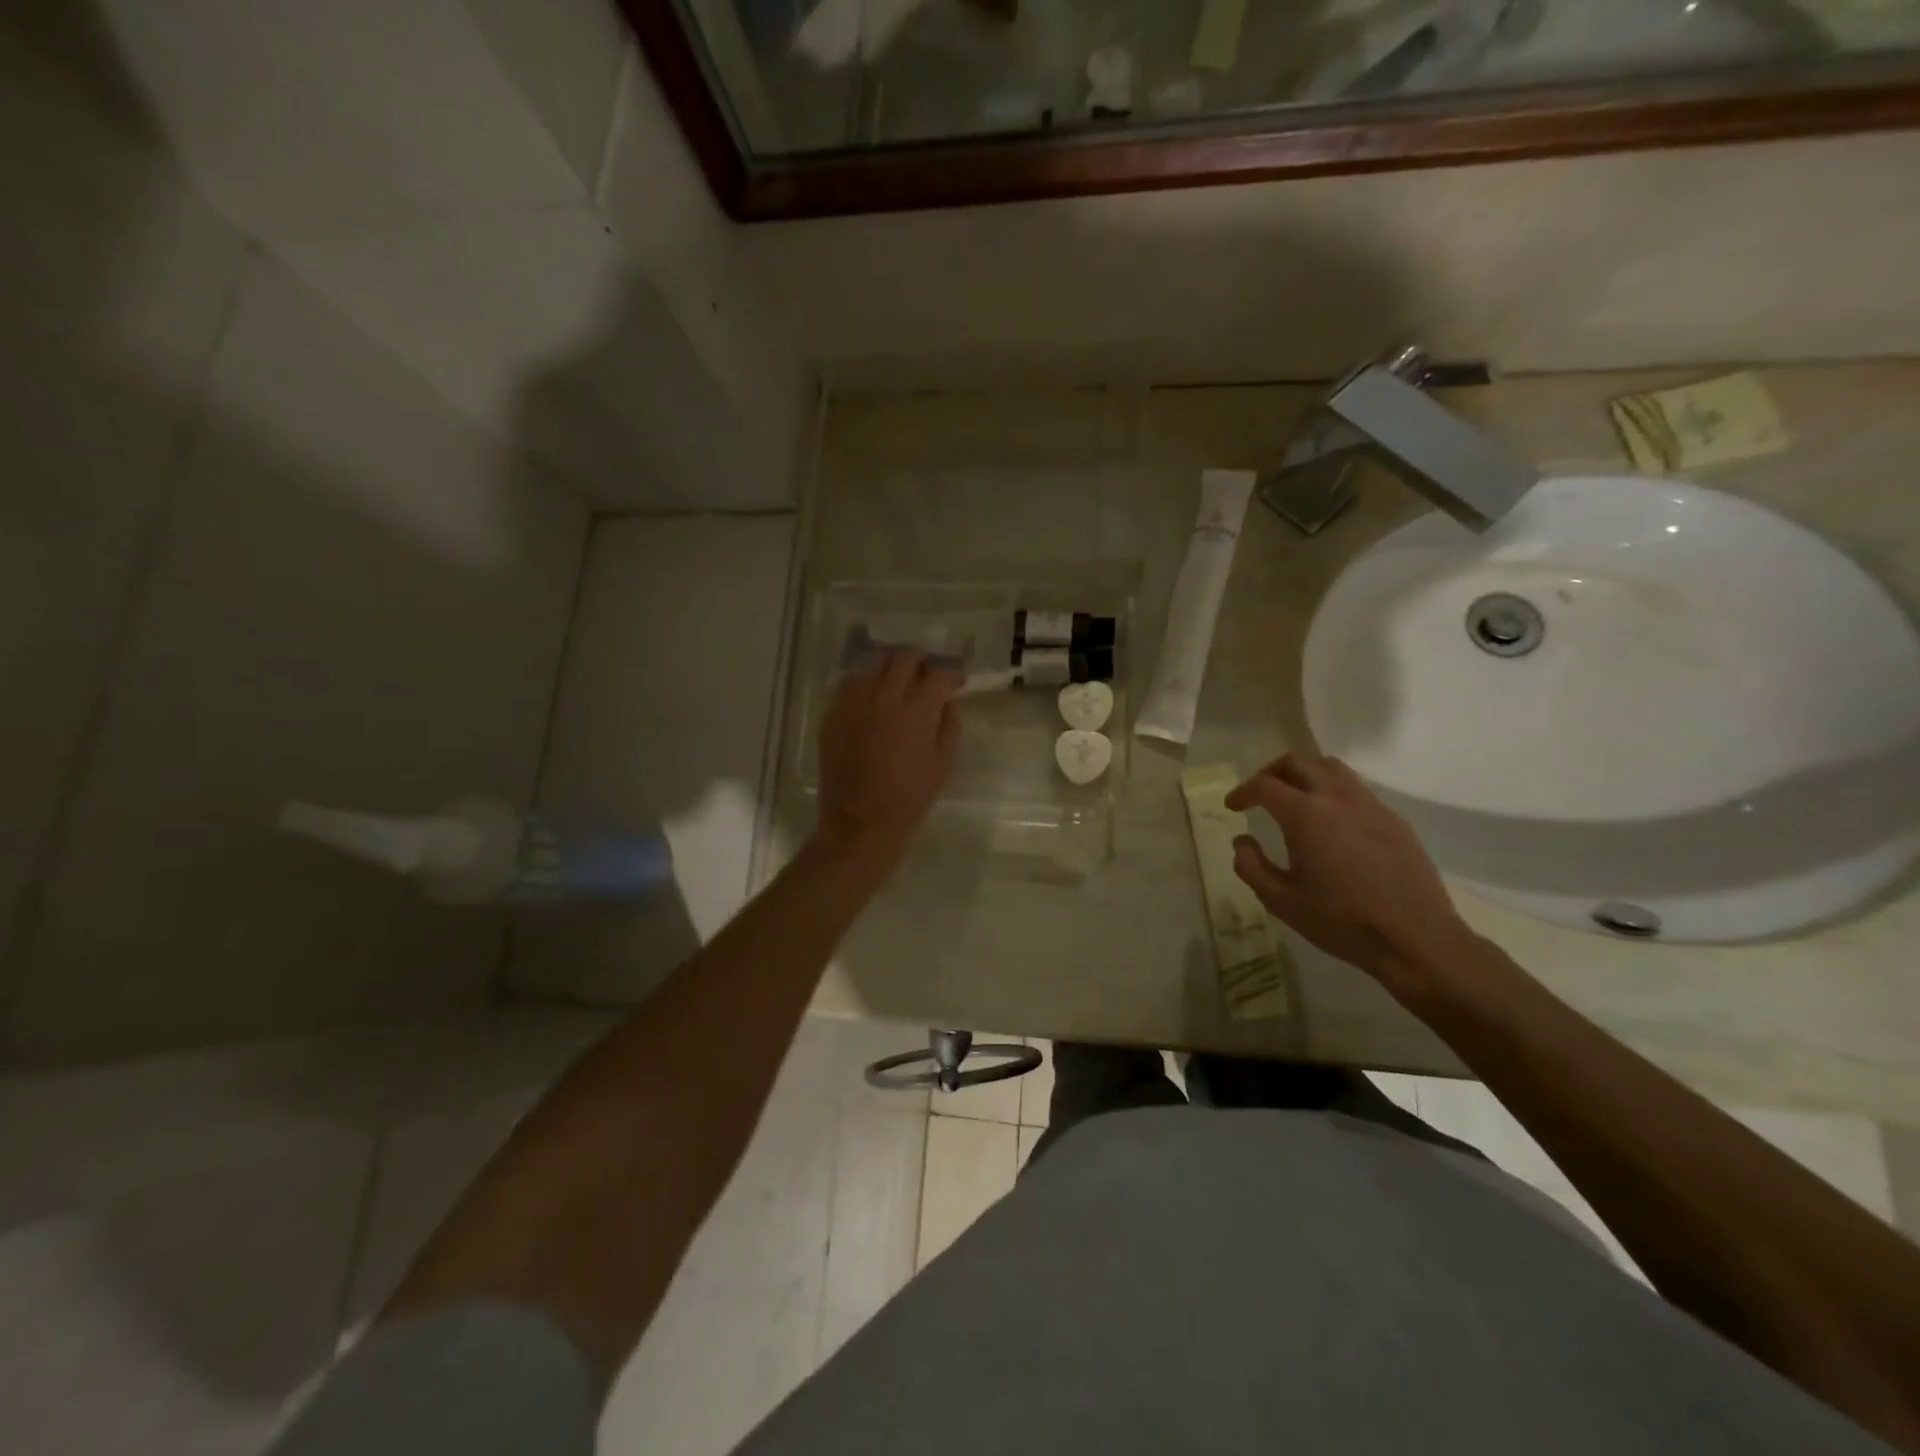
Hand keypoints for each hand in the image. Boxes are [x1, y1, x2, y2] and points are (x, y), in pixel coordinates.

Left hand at [815, 648, 960, 869]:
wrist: (860, 823)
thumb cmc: (909, 798)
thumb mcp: (943, 764)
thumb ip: (949, 724)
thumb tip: (948, 700)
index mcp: (916, 711)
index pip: (938, 674)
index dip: (952, 674)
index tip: (957, 681)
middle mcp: (883, 697)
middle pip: (904, 656)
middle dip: (921, 661)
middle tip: (927, 676)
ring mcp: (853, 703)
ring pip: (873, 664)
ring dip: (890, 669)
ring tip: (898, 685)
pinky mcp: (833, 714)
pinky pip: (850, 684)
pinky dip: (866, 684)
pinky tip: (872, 701)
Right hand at [1225, 753, 1476, 990]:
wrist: (1416, 939)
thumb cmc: (1341, 921)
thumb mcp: (1282, 901)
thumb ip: (1251, 867)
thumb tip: (1242, 842)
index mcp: (1306, 815)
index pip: (1265, 785)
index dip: (1243, 791)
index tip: (1233, 806)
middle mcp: (1337, 798)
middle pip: (1297, 763)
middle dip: (1270, 772)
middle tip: (1259, 793)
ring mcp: (1371, 806)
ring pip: (1331, 768)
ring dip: (1305, 773)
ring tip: (1295, 797)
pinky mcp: (1394, 820)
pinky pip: (1356, 789)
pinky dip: (1333, 791)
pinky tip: (1331, 822)